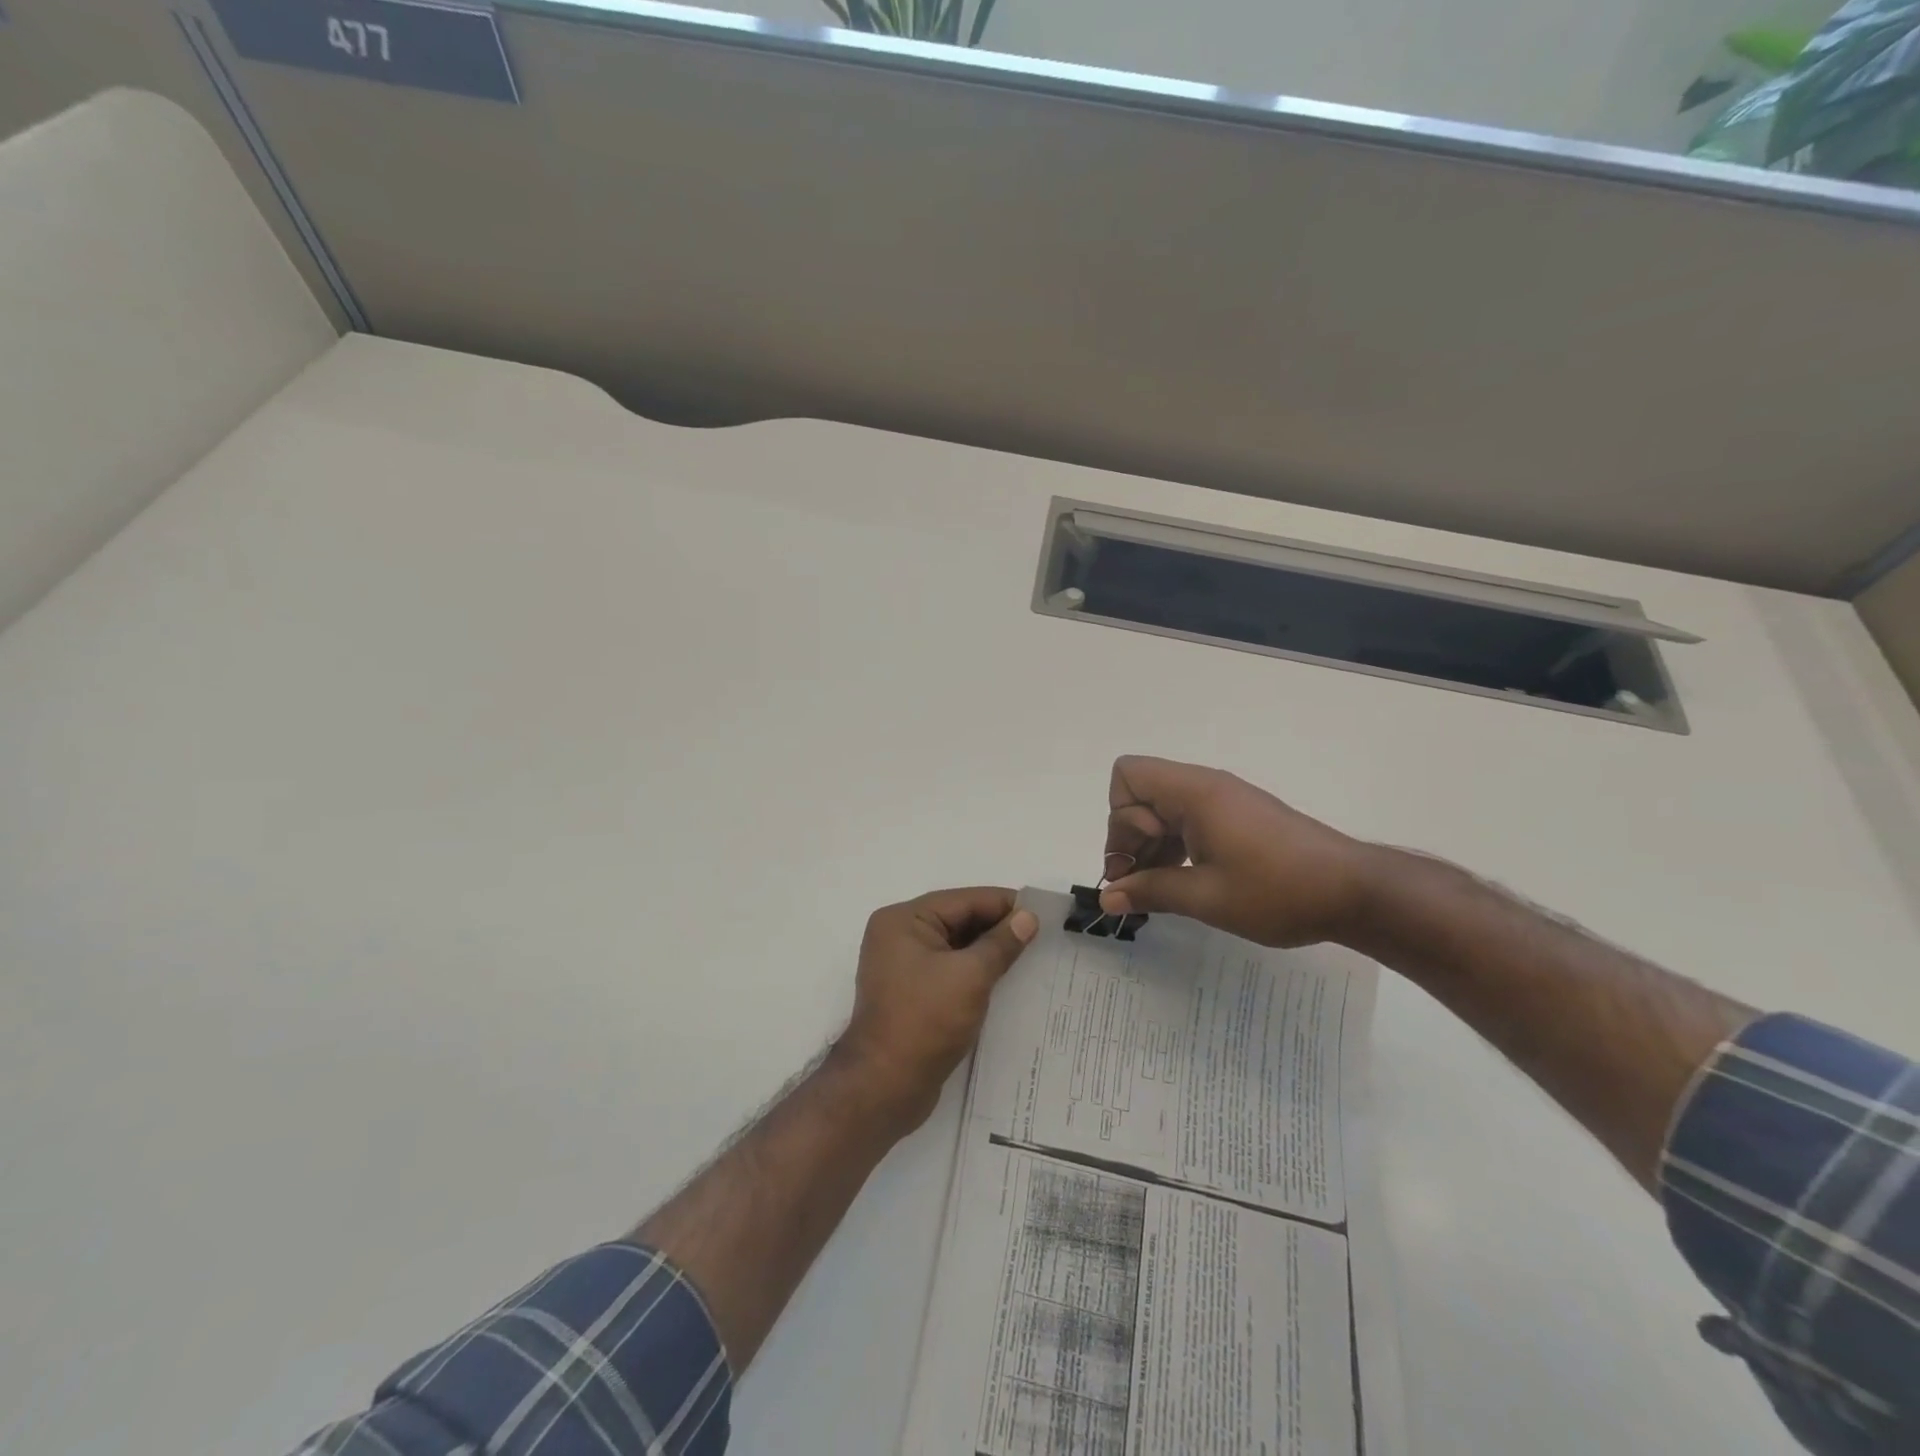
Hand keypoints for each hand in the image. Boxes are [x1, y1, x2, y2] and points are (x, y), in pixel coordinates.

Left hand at [832, 887, 1038, 1131]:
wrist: (885, 1087)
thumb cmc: (926, 1022)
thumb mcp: (970, 976)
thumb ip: (1001, 943)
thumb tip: (1028, 917)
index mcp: (903, 920)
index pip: (963, 900)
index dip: (1004, 904)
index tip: (1043, 911)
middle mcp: (898, 935)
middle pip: (958, 920)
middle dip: (998, 927)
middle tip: (1043, 934)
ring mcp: (903, 965)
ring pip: (956, 946)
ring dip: (989, 950)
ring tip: (1032, 955)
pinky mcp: (911, 992)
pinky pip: (950, 969)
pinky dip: (976, 971)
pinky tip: (1006, 978)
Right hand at [1100, 755, 1375, 947]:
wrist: (1355, 892)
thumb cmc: (1277, 891)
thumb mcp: (1206, 897)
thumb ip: (1151, 892)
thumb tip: (1107, 899)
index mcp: (1194, 793)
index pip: (1128, 777)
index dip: (1121, 820)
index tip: (1138, 863)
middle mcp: (1205, 786)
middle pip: (1141, 794)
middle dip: (1130, 838)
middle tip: (1139, 887)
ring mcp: (1224, 800)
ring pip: (1163, 808)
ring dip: (1152, 845)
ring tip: (1161, 890)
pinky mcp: (1239, 816)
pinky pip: (1188, 819)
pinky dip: (1176, 845)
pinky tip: (1186, 881)